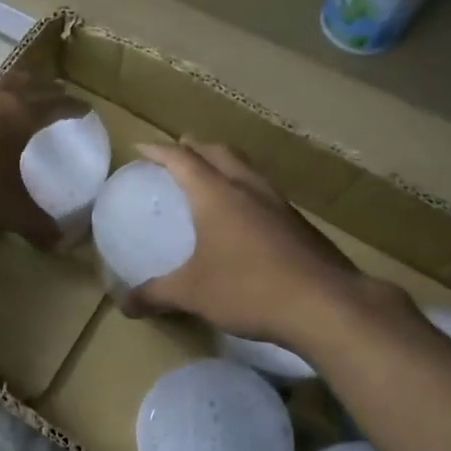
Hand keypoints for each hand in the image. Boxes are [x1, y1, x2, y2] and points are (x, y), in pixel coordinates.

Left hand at [0, 72, 84, 247]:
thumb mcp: (10, 209)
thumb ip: (37, 223)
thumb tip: (59, 244)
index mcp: (20, 115)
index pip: (56, 104)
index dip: (73, 106)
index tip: (85, 108)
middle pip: (27, 83)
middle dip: (44, 88)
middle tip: (56, 93)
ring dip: (11, 90)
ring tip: (17, 100)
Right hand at [123, 140, 410, 345]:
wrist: (325, 304)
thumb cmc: (248, 289)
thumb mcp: (192, 294)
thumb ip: (156, 295)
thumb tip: (124, 304)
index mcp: (216, 195)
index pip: (182, 159)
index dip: (159, 151)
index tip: (140, 147)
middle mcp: (247, 189)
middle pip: (219, 152)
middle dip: (195, 147)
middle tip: (179, 151)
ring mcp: (278, 204)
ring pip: (247, 168)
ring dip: (225, 163)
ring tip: (212, 175)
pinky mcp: (299, 223)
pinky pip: (265, 191)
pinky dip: (246, 189)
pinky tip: (247, 214)